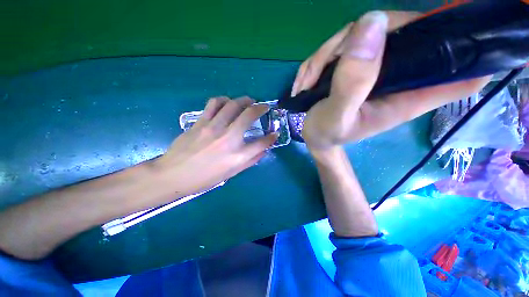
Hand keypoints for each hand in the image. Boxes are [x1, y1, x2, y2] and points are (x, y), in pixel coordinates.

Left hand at [155, 97, 276, 196]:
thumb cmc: (205, 178)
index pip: (262, 143)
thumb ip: (250, 161)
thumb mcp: (231, 174)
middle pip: (249, 116)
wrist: (173, 175)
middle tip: (264, 106)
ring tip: (248, 101)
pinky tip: (227, 102)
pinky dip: (224, 100)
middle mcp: (228, 139)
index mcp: (237, 156)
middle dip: (261, 108)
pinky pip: (214, 104)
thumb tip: (263, 150)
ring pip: (232, 105)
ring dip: (244, 100)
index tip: (275, 133)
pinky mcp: (200, 122)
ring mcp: (213, 128)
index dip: (272, 137)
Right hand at [293, 11, 490, 149]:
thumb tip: (371, 24)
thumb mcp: (335, 116)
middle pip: (405, 30)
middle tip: (325, 66)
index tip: (458, 26)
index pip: (463, 73)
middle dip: (359, 38)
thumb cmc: (325, 133)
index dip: (473, 49)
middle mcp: (400, 76)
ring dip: (327, 54)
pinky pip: (343, 43)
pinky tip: (307, 81)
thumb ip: (352, 81)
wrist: (313, 135)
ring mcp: (377, 66)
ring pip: (365, 32)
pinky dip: (319, 59)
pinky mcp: (357, 63)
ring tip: (308, 83)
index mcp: (407, 97)